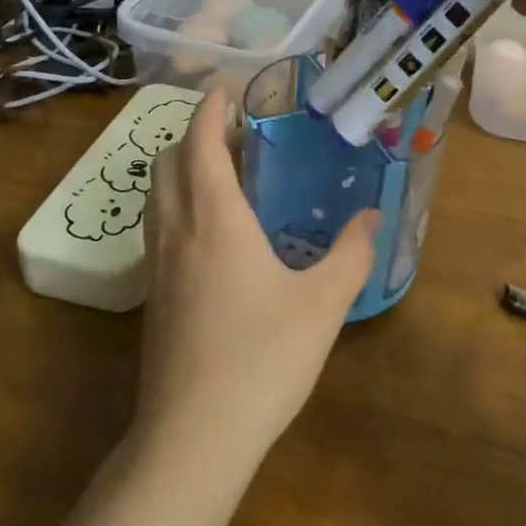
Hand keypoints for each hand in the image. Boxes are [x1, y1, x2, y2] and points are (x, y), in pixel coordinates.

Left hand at [136, 89, 379, 468]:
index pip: (200, 143)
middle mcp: (176, 231)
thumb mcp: (323, 304)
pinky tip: (210, 232)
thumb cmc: (262, 359)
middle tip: (235, 135)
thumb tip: (373, 215)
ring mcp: (156, 266)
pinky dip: (175, 203)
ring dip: (179, 168)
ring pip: (155, 195)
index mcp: (215, 219)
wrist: (194, 436)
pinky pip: (156, 226)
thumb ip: (351, 254)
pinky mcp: (152, 297)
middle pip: (166, 161)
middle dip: (192, 135)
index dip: (210, 110)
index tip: (226, 89)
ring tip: (221, 174)